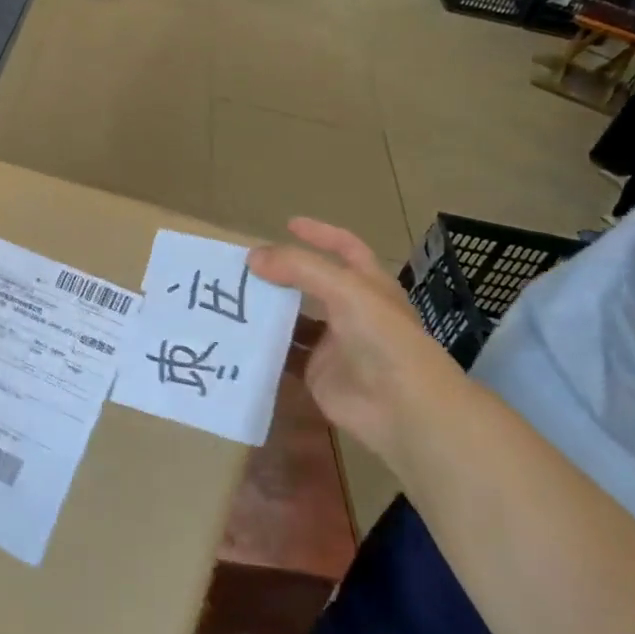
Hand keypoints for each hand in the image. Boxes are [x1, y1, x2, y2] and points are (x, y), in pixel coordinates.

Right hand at [248, 219, 461, 453]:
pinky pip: (285, 356)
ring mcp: (333, 344)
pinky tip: (238, 337)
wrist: (402, 408)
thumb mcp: (344, 290)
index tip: (288, 224)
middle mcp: (351, 311)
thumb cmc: (383, 338)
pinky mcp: (317, 374)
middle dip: (281, 274)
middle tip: (244, 267)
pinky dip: (264, 348)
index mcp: (368, 286)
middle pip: (311, 285)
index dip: (320, 234)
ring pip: (294, 320)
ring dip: (269, 311)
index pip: (345, 249)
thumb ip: (298, 268)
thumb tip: (252, 257)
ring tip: (232, 298)